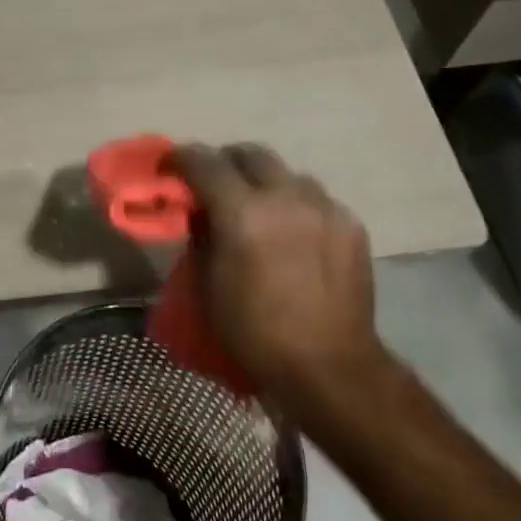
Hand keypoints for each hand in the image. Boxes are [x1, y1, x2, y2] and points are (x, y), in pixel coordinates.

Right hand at [169, 143, 386, 413]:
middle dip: (226, 162)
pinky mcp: (350, 223)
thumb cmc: (255, 333)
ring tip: (260, 209)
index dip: (181, 158)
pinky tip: (294, 233)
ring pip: (286, 173)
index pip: (204, 162)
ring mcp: (323, 207)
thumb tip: (200, 210)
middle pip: (250, 153)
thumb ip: (201, 236)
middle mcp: (284, 197)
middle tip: (215, 183)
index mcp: (242, 212)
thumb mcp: (207, 287)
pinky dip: (296, 205)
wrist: (330, 367)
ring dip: (265, 182)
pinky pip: (315, 198)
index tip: (171, 166)